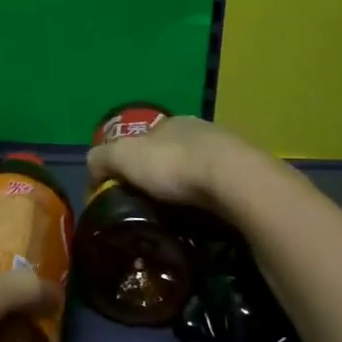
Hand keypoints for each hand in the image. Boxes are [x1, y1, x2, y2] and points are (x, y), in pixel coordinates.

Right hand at [86, 114, 271, 212]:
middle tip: (148, 207)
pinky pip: (220, 190)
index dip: (129, 163)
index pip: (143, 140)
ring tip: (176, 218)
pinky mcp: (249, 177)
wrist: (236, 181)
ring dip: (187, 191)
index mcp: (171, 122)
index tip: (122, 190)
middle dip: (160, 177)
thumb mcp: (123, 157)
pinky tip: (204, 219)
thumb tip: (92, 170)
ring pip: (198, 172)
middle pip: (171, 155)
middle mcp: (201, 131)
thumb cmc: (174, 164)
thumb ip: (101, 159)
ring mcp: (229, 152)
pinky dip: (209, 203)